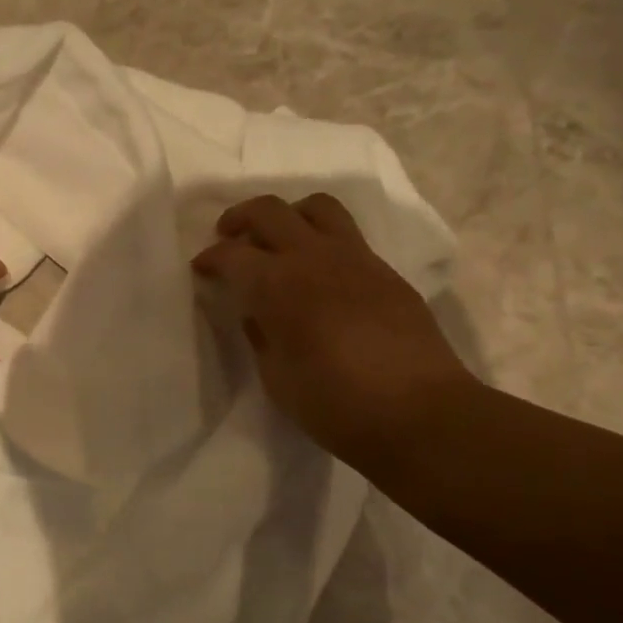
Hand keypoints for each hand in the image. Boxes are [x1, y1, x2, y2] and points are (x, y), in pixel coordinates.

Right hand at [193, 193, 476, 467]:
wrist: (420, 414)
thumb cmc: (334, 404)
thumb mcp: (276, 376)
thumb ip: (261, 335)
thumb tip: (257, 313)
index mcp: (276, 285)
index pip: (231, 254)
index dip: (210, 258)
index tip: (202, 270)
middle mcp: (312, 258)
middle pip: (269, 210)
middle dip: (241, 218)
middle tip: (230, 236)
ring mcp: (355, 259)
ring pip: (317, 207)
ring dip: (289, 215)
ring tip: (280, 240)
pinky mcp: (386, 272)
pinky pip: (347, 237)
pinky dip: (323, 242)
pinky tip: (320, 274)